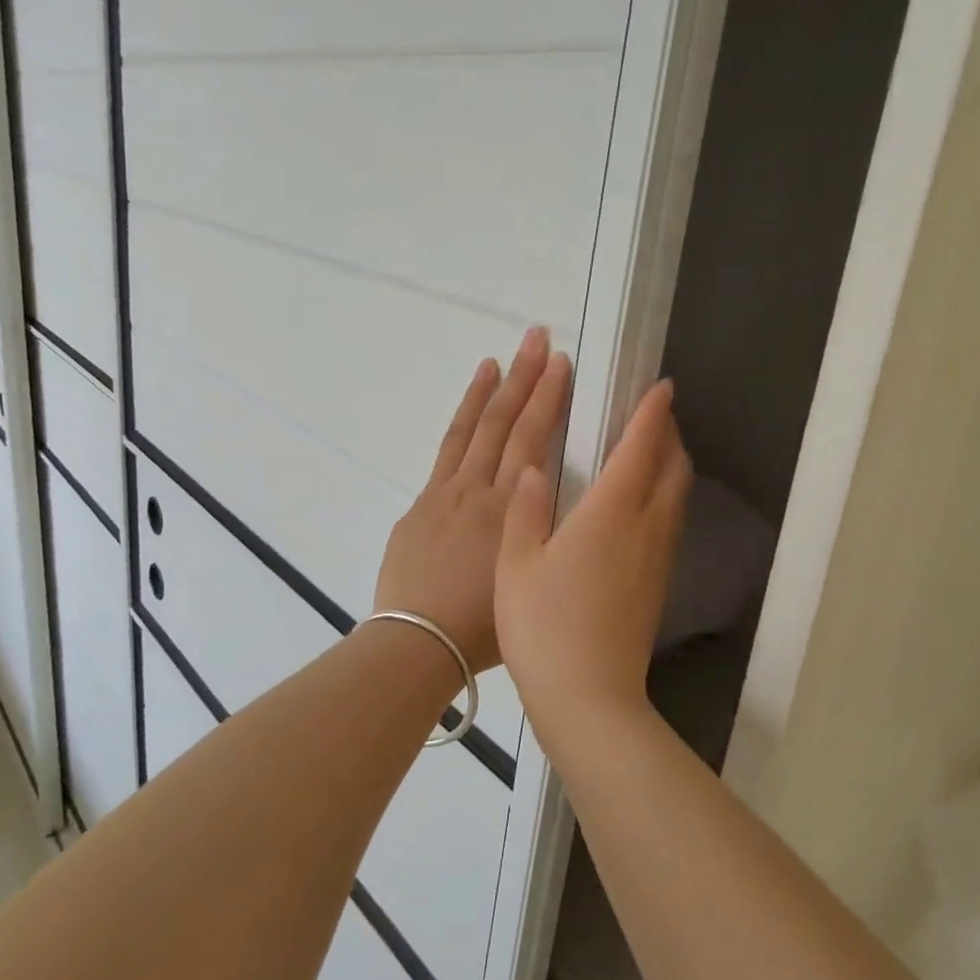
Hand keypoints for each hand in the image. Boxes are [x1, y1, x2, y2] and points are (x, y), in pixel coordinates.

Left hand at [374, 327, 570, 672]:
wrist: (417, 640)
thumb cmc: (480, 626)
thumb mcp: (526, 578)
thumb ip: (537, 534)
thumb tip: (543, 504)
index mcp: (510, 510)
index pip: (533, 441)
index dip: (548, 400)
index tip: (562, 366)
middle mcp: (479, 490)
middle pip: (506, 424)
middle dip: (526, 379)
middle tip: (539, 339)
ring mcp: (446, 492)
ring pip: (472, 429)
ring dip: (490, 390)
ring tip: (504, 356)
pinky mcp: (422, 503)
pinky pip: (446, 451)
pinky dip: (460, 421)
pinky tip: (470, 404)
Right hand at [497, 380, 691, 722]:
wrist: (589, 697)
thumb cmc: (544, 626)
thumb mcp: (517, 564)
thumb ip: (525, 510)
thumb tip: (532, 471)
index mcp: (611, 513)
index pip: (640, 448)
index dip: (652, 414)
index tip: (661, 387)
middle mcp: (645, 528)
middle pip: (673, 469)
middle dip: (669, 435)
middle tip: (653, 416)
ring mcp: (658, 559)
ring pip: (677, 497)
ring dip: (671, 466)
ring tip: (650, 453)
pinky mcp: (659, 585)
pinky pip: (670, 523)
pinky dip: (665, 497)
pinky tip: (641, 507)